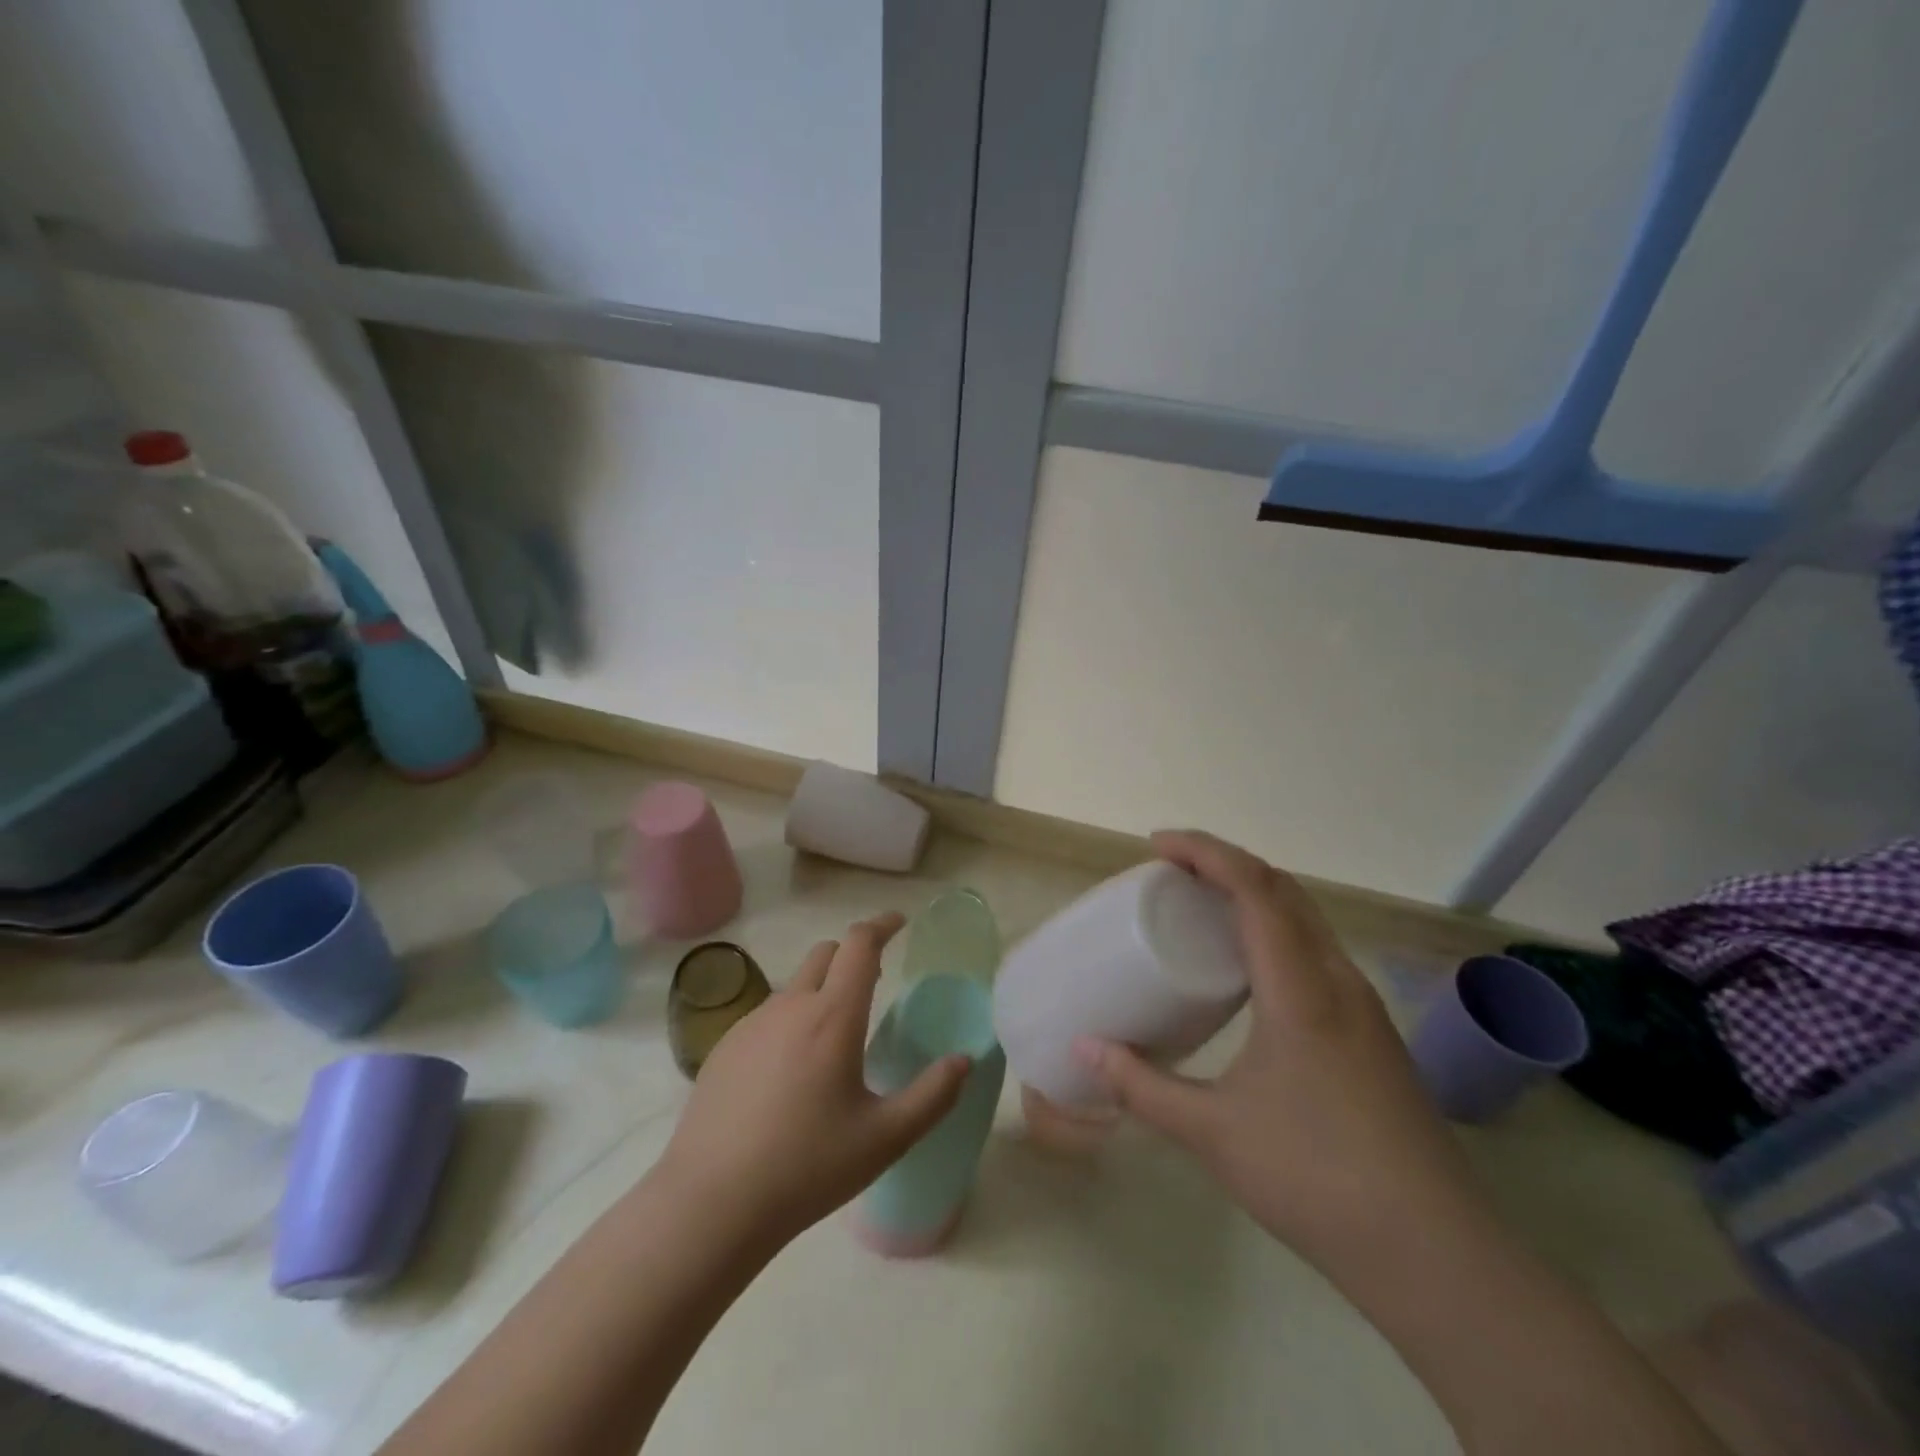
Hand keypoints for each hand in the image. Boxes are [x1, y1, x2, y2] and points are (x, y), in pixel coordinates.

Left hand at [657, 912, 970, 1251]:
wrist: (710, 1204)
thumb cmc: (806, 1167)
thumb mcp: (885, 1138)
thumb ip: (932, 1096)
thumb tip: (964, 1061)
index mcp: (833, 1016)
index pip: (859, 944)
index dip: (882, 925)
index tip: (899, 922)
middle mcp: (791, 1006)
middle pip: (826, 953)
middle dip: (854, 954)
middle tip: (875, 981)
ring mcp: (751, 1024)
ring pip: (795, 985)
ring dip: (821, 989)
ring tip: (834, 1038)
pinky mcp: (724, 1048)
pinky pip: (767, 1014)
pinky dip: (791, 1020)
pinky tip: (790, 1073)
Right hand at [1078, 831, 1487, 1275]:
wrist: (1436, 1255)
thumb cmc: (1316, 1177)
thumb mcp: (1213, 1132)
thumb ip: (1141, 1086)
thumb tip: (1083, 1048)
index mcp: (1301, 988)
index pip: (1254, 887)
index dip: (1204, 851)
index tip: (1156, 846)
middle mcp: (1338, 980)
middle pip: (1283, 889)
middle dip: (1225, 864)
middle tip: (1172, 873)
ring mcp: (1363, 1007)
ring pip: (1306, 920)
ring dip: (1254, 896)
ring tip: (1202, 911)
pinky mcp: (1372, 1034)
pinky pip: (1317, 953)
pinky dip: (1275, 932)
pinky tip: (1249, 975)